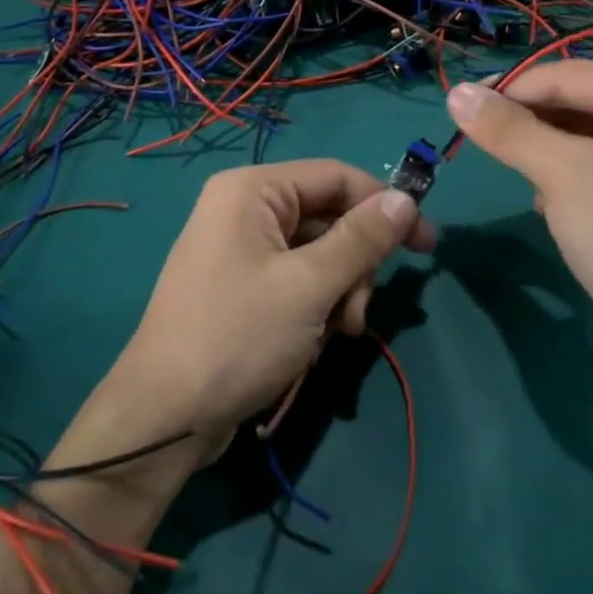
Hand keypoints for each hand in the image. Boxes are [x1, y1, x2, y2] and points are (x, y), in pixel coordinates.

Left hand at [101, 161, 433, 439]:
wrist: (166, 416)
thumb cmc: (238, 336)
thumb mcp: (309, 286)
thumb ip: (362, 239)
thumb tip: (406, 198)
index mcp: (252, 191)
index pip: (336, 177)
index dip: (385, 205)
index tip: (426, 246)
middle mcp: (244, 209)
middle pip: (329, 217)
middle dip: (355, 264)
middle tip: (357, 311)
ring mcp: (240, 249)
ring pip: (318, 254)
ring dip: (339, 291)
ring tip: (337, 332)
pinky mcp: (242, 287)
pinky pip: (297, 279)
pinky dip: (316, 306)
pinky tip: (315, 341)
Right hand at [445, 64, 592, 368]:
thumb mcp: (563, 175)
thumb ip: (508, 129)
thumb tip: (455, 93)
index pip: (570, 76)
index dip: (510, 90)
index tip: (457, 107)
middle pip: (580, 102)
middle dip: (531, 126)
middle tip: (479, 143)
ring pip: (586, 135)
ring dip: (547, 154)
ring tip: (521, 179)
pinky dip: (568, 176)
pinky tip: (550, 204)